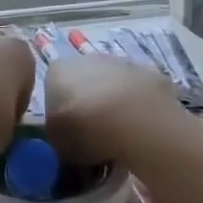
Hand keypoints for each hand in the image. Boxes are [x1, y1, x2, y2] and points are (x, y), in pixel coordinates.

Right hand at [42, 53, 185, 166]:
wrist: (134, 120)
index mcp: (56, 72)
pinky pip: (138, 93)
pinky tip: (142, 129)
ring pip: (112, 85)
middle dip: (88, 104)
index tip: (69, 133)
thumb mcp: (57, 143)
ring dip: (114, 104)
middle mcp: (85, 59)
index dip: (61, 112)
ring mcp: (120, 63)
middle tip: (94, 135)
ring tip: (121, 135)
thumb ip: (57, 136)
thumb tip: (63, 138)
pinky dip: (138, 107)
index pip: (52, 89)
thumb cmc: (84, 129)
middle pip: (83, 82)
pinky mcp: (149, 72)